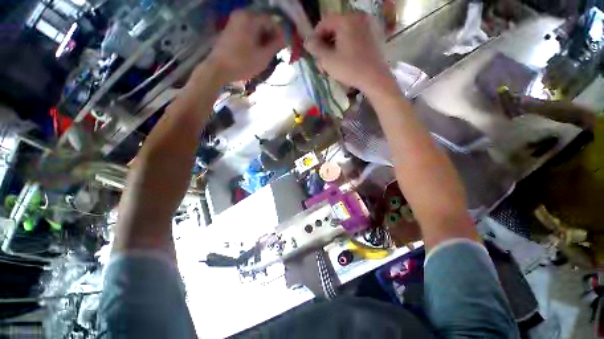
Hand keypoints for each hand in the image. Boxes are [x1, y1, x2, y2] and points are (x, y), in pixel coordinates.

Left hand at [204, 10, 284, 84]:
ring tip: (267, 53)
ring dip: (264, 38)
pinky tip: (257, 50)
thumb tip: (286, 39)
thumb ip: (276, 45)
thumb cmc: (243, 63)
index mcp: (251, 18)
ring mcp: (235, 21)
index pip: (272, 22)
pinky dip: (255, 38)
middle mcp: (242, 14)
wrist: (218, 69)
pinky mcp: (231, 29)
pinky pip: (248, 30)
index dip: (280, 34)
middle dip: (272, 36)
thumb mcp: (263, 56)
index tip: (285, 46)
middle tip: (276, 51)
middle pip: (263, 23)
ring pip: (256, 27)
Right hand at [304, 13, 393, 92]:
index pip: (324, 22)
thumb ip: (315, 48)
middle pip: (335, 27)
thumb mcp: (328, 60)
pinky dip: (346, 45)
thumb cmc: (350, 68)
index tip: (313, 51)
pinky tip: (344, 59)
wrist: (375, 78)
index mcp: (346, 19)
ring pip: (345, 33)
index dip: (315, 37)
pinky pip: (355, 36)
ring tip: (332, 63)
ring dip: (335, 46)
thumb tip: (307, 41)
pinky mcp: (373, 35)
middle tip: (322, 60)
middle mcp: (358, 17)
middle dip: (326, 44)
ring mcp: (368, 25)